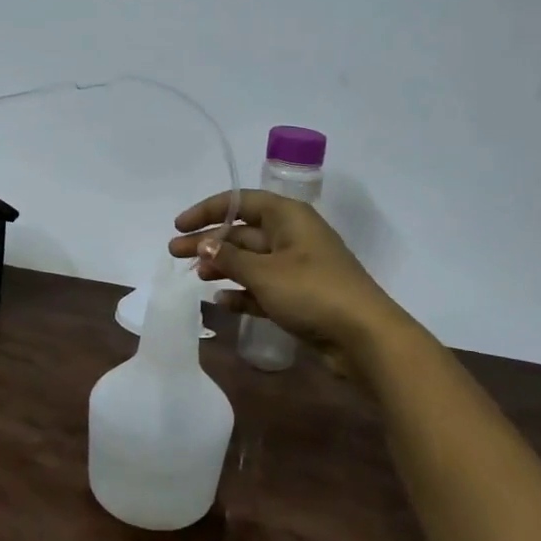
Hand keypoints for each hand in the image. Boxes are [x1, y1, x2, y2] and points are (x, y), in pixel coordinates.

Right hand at [168, 191, 405, 367]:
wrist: (365, 337)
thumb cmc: (313, 291)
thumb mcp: (265, 272)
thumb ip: (230, 258)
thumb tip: (204, 245)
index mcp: (288, 217)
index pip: (240, 202)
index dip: (208, 210)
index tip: (180, 225)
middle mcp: (292, 236)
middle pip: (242, 232)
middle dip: (209, 241)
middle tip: (175, 253)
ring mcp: (297, 268)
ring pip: (251, 260)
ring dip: (223, 266)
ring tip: (196, 277)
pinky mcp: (300, 296)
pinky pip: (263, 288)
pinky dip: (242, 292)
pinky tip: (221, 301)